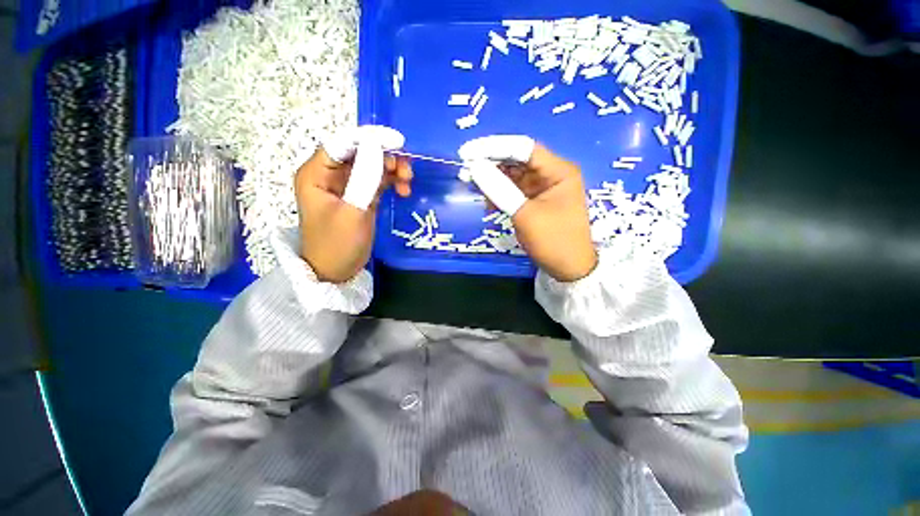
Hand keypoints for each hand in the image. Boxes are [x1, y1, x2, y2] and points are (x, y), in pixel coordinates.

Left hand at [295, 126, 411, 282]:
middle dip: (385, 157)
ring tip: (408, 182)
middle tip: (406, 171)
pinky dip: (391, 183)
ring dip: (392, 170)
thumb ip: (365, 179)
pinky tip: (403, 191)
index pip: (343, 144)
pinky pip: (378, 181)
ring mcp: (346, 186)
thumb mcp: (352, 212)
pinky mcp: (360, 196)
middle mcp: (330, 174)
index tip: (398, 142)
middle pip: (360, 153)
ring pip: (372, 166)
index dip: (370, 139)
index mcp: (316, 173)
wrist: (336, 272)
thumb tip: (378, 147)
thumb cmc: (337, 244)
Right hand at [459, 136, 596, 281]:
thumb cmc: (553, 241)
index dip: (493, 147)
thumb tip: (475, 167)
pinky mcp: (535, 201)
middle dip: (490, 163)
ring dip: (493, 179)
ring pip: (513, 175)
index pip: (523, 147)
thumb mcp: (525, 214)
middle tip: (465, 169)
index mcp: (558, 170)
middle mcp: (551, 174)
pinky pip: (514, 191)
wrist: (569, 270)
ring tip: (471, 184)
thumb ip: (500, 189)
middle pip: (517, 160)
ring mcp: (543, 188)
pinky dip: (499, 193)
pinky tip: (487, 200)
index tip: (467, 152)